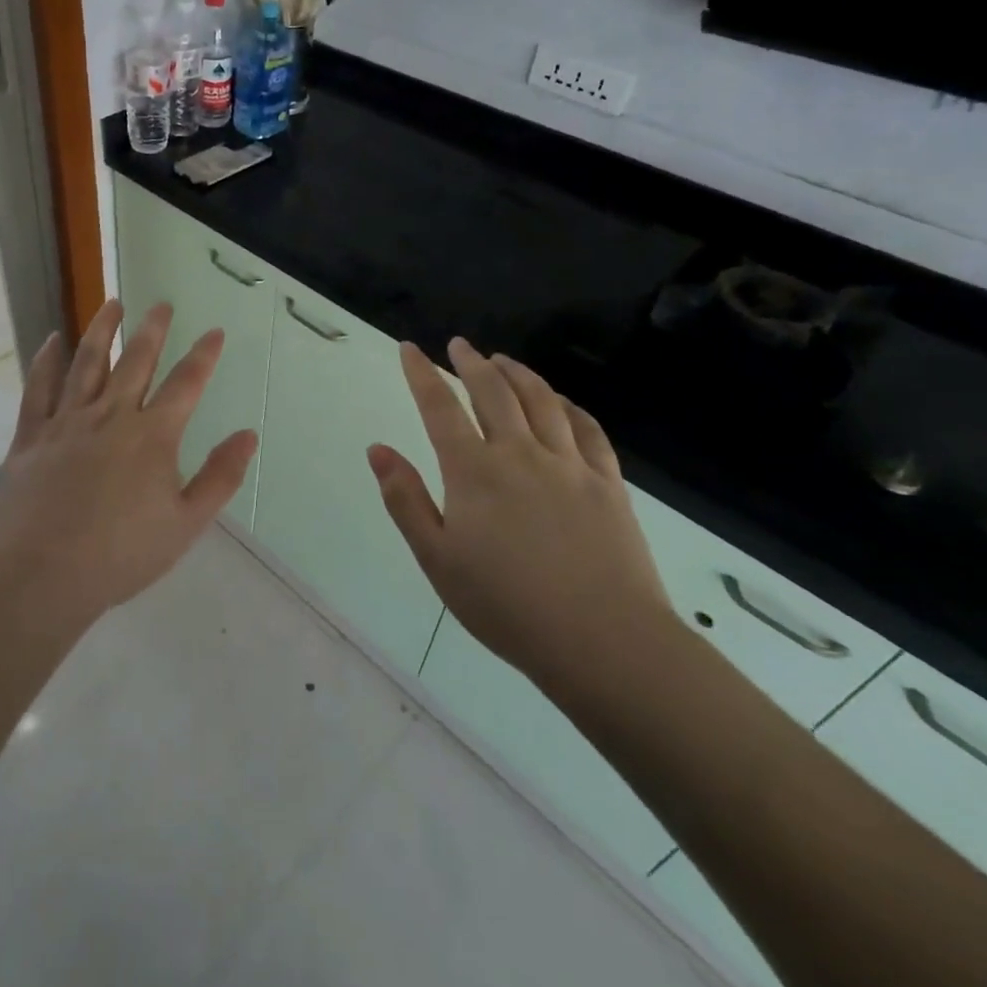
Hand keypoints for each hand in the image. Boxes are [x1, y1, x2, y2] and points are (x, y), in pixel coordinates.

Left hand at [0, 300, 258, 630]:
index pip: (186, 384)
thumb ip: (219, 477)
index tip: (215, 331)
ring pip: (86, 363)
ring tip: (112, 303)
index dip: (204, 355)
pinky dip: (46, 361)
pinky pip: (39, 388)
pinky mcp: (32, 435)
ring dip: (101, 330)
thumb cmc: (121, 555)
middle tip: (162, 304)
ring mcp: (67, 422)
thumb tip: (248, 435)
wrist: (42, 576)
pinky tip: (53, 340)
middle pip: (136, 361)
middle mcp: (111, 416)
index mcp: (152, 436)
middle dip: (153, 330)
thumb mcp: (186, 523)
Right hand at [368, 338, 676, 703]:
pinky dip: (569, 406)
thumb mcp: (437, 559)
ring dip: (518, 373)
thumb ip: (405, 499)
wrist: (604, 641)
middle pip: (492, 391)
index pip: (440, 407)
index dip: (421, 373)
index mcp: (474, 471)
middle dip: (471, 363)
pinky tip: (561, 401)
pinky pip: (588, 429)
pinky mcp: (607, 483)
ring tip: (503, 360)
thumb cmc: (507, 605)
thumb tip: (378, 449)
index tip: (410, 348)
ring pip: (541, 400)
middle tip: (460, 345)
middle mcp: (519, 453)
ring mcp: (568, 464)